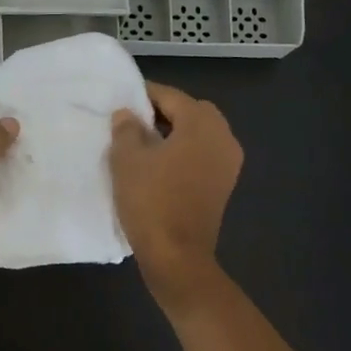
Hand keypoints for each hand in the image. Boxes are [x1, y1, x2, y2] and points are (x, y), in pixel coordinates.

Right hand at [109, 82, 241, 307]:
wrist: (177, 256)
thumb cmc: (151, 201)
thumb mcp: (127, 160)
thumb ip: (127, 128)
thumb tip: (128, 114)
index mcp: (202, 124)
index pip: (171, 96)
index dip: (145, 95)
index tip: (122, 99)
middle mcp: (223, 137)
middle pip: (191, 112)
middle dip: (164, 112)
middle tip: (134, 122)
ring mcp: (228, 163)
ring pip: (200, 134)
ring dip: (175, 133)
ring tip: (143, 144)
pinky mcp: (224, 185)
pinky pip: (203, 155)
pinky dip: (185, 152)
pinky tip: (160, 165)